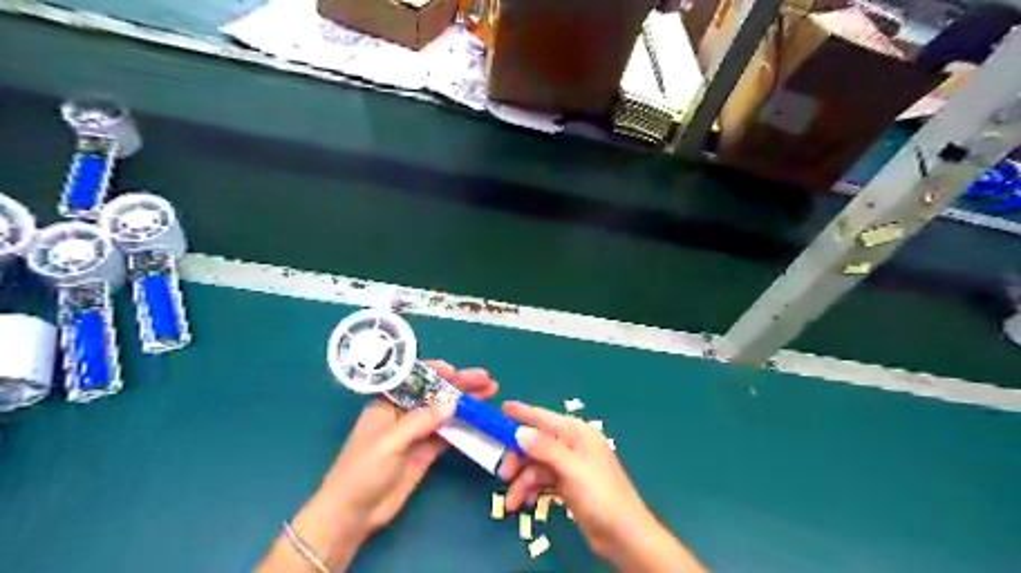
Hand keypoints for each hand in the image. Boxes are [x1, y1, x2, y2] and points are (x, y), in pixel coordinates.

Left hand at [261, 363, 499, 571]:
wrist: (353, 514)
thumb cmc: (362, 470)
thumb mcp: (390, 441)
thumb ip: (421, 421)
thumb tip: (452, 403)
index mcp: (388, 404)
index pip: (414, 380)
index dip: (435, 373)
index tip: (455, 371)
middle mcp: (405, 414)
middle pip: (436, 394)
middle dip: (459, 385)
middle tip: (486, 379)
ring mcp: (417, 433)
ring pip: (445, 412)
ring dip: (466, 403)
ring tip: (491, 392)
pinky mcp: (426, 452)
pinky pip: (448, 434)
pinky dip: (464, 426)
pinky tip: (480, 419)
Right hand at [499, 403, 707, 572]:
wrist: (623, 535)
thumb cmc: (600, 495)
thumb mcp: (571, 469)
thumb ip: (545, 448)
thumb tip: (519, 431)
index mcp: (577, 433)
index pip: (544, 418)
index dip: (522, 413)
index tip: (501, 409)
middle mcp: (572, 445)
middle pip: (536, 444)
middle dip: (518, 459)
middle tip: (503, 475)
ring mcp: (570, 466)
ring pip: (536, 466)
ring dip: (522, 482)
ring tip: (511, 503)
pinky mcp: (567, 485)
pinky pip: (542, 481)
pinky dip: (532, 490)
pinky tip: (525, 504)